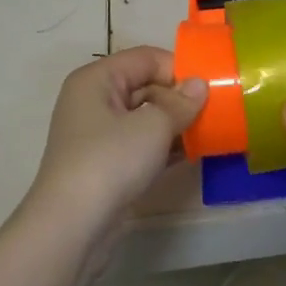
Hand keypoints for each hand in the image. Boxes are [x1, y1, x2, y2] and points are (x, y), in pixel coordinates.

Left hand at [27, 46, 205, 230]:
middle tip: (214, 113)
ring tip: (209, 132)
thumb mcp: (153, 126)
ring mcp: (98, 135)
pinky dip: (164, 146)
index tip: (210, 88)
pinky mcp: (105, 164)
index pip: (145, 58)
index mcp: (97, 79)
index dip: (178, 69)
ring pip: (145, 116)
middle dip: (179, 98)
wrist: (71, 227)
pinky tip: (191, 154)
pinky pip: (141, 143)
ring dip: (175, 124)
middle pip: (145, 85)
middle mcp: (93, 100)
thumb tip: (200, 85)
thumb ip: (181, 103)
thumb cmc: (110, 161)